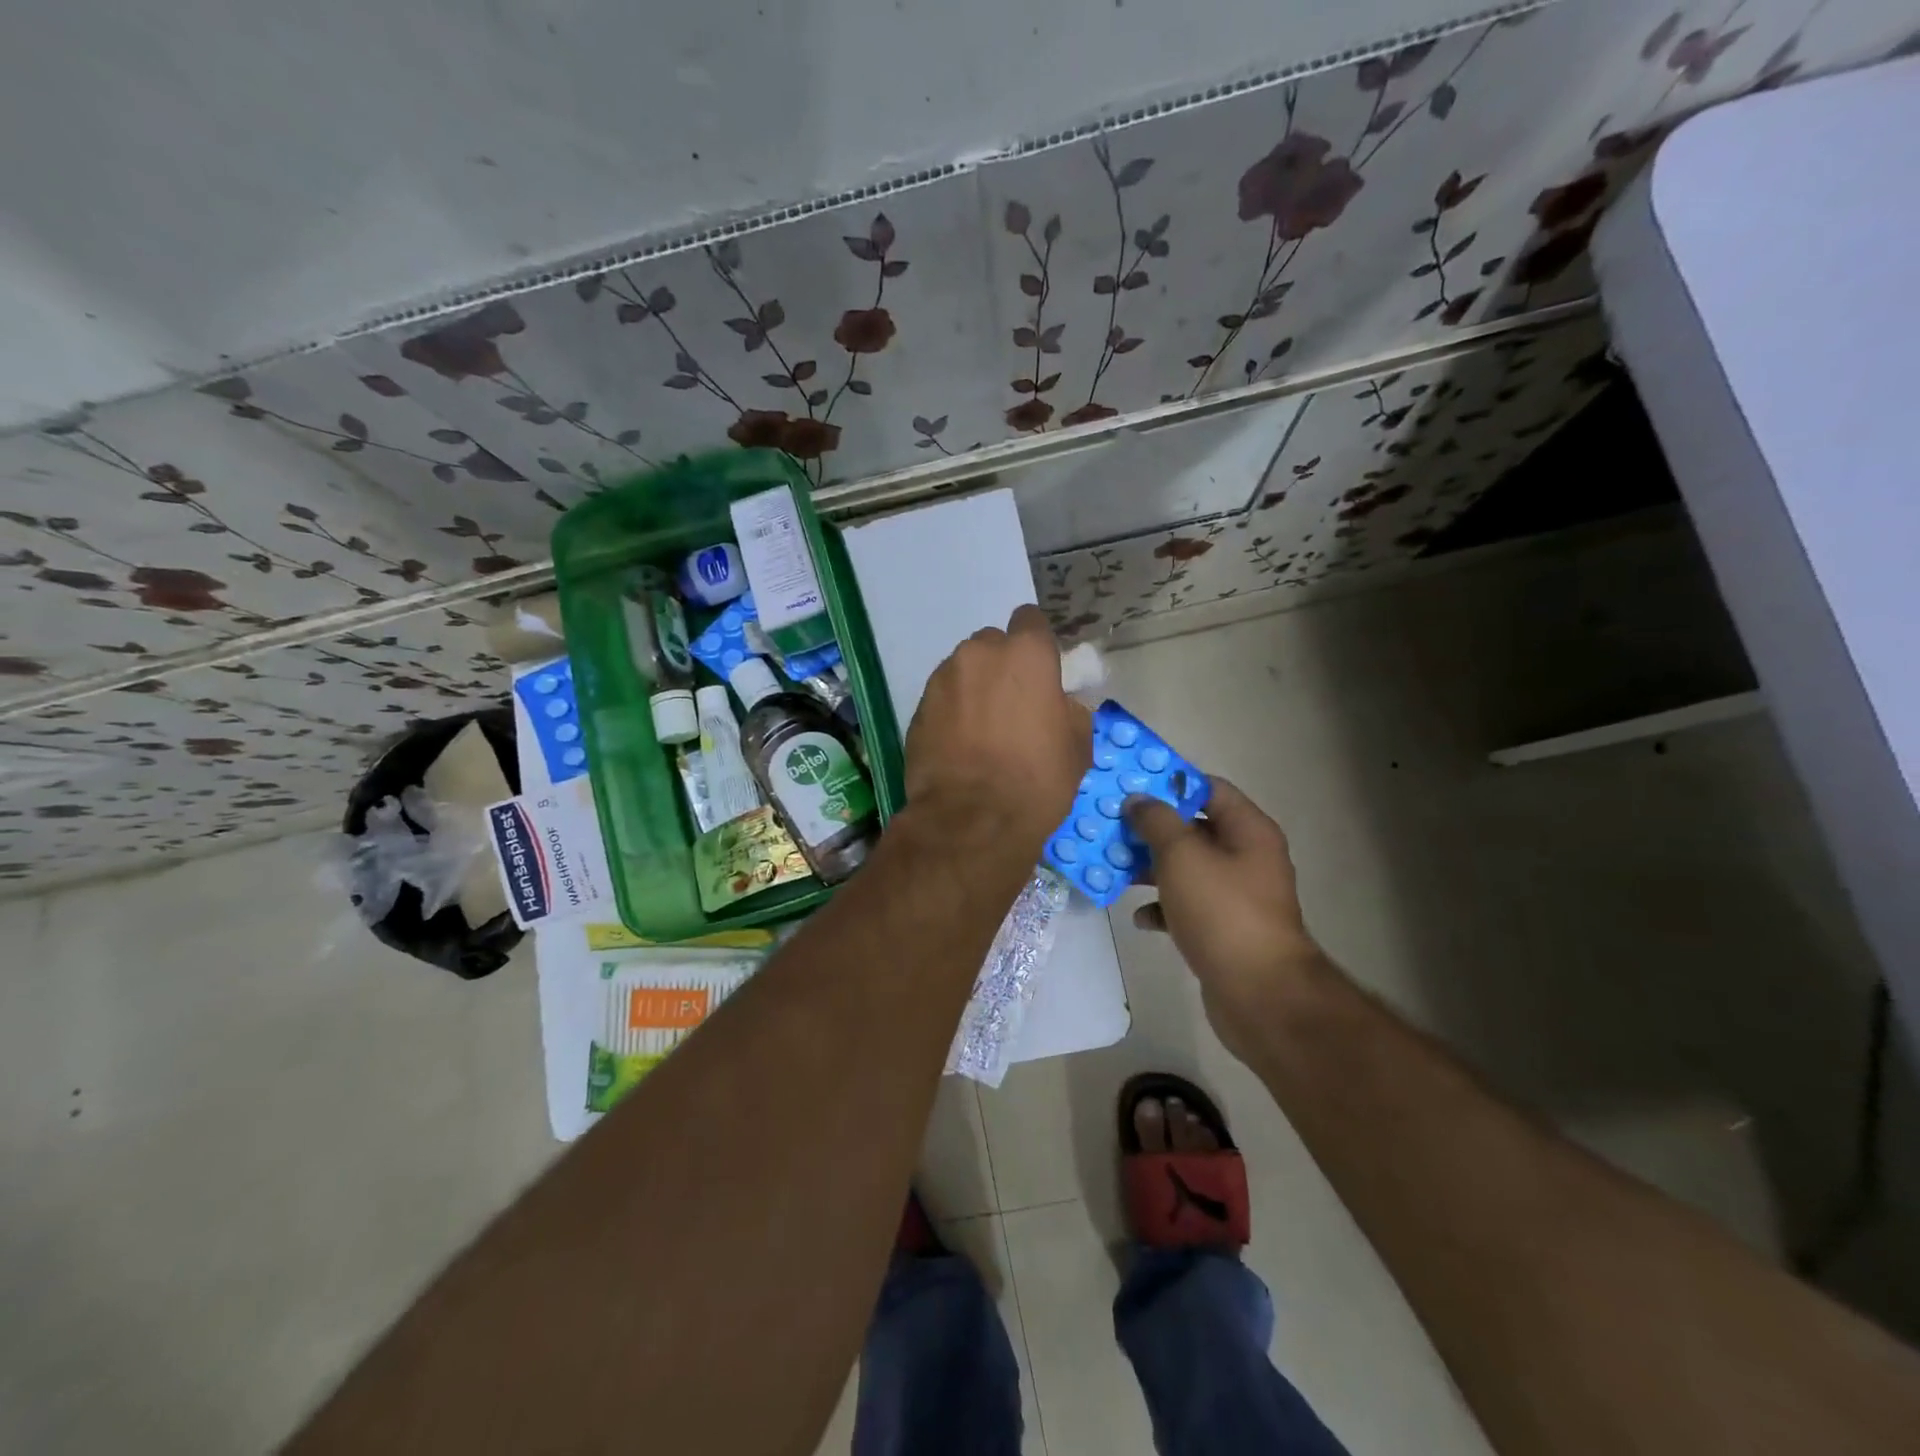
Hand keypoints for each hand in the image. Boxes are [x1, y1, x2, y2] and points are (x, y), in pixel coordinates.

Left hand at [904, 606, 1091, 855]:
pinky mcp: (917, 706)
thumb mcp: (1077, 746)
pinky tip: (959, 744)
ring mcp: (943, 678)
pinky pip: (942, 697)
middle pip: (993, 645)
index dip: (1036, 644)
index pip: (1031, 621)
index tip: (1040, 672)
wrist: (972, 819)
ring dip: (974, 688)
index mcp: (1026, 653)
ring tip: (981, 730)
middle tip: (1011, 705)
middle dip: (1002, 667)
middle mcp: (980, 653)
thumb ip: (1070, 710)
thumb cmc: (1036, 780)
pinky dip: (951, 711)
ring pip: (964, 670)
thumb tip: (1060, 703)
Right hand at [1126, 779, 1325, 1053]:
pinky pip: (1187, 906)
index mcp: (1248, 830)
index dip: (1170, 783)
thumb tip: (1139, 800)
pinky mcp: (1224, 929)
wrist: (1259, 993)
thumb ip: (1157, 821)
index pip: (1208, 788)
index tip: (1130, 787)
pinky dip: (1163, 907)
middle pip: (1194, 829)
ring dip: (1150, 868)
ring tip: (1114, 868)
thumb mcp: (1182, 855)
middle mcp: (1246, 857)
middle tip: (1112, 827)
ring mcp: (1236, 896)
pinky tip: (1139, 917)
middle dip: (1152, 829)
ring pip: (1186, 869)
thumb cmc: (1221, 911)